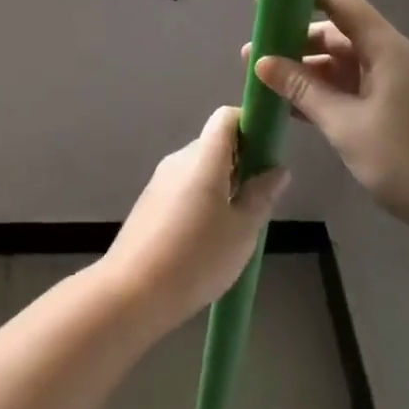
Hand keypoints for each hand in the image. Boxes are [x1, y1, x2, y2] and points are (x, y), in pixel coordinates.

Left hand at [101, 107, 288, 331]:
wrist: (132, 291)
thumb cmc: (196, 258)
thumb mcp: (242, 230)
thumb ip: (261, 195)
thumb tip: (276, 168)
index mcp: (203, 159)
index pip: (226, 117)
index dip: (251, 124)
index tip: (269, 151)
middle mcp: (178, 160)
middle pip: (215, 143)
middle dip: (242, 160)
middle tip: (261, 196)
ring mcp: (160, 180)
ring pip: (200, 167)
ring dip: (223, 182)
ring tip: (239, 222)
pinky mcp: (150, 202)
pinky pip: (184, 186)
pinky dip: (203, 197)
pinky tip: (210, 235)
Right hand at [247, 0, 408, 260]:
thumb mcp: (346, 124)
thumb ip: (303, 90)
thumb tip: (261, 61)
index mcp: (384, 48)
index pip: (338, 1)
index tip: (263, 6)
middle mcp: (390, 58)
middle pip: (336, 34)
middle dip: (293, 42)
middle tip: (252, 58)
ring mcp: (395, 85)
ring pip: (342, 66)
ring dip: (305, 72)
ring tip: (265, 85)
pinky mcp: (396, 111)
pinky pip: (352, 90)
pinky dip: (323, 95)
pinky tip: (293, 110)